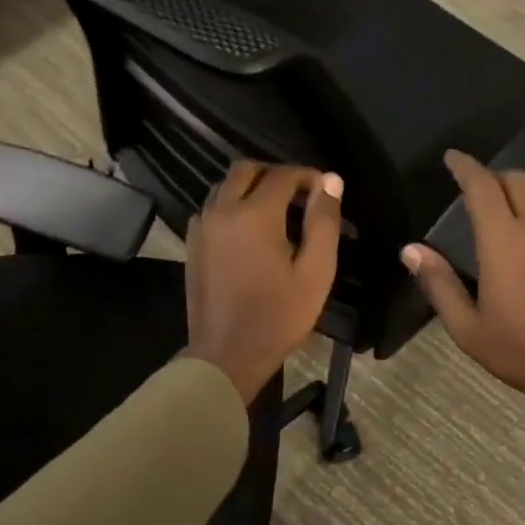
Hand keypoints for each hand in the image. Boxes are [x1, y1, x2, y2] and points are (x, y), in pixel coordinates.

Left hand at [186, 162, 342, 404]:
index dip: (308, 177)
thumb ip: (323, 221)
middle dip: (276, 174)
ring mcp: (202, 226)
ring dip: (252, 187)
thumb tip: (331, 180)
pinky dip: (233, 204)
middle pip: (246, 169)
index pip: (283, 175)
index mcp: (254, 215)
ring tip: (279, 212)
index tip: (326, 192)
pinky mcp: (192, 243)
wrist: (227, 354)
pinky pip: (212, 207)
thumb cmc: (279, 315)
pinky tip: (252, 230)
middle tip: (301, 197)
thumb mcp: (316, 271)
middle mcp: (221, 210)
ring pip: (225, 186)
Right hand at [402, 151, 524, 443]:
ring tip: (510, 217)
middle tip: (479, 190)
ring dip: (522, 198)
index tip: (453, 158)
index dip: (465, 166)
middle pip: (517, 181)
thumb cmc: (523, 350)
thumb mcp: (469, 328)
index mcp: (503, 241)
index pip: (482, 186)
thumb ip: (439, 285)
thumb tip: (411, 251)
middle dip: (494, 177)